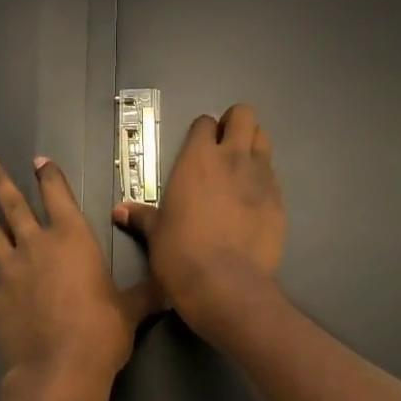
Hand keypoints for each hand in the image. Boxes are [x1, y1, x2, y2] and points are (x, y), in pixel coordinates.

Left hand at [0, 156, 154, 400]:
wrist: (61, 369)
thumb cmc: (102, 332)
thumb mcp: (133, 310)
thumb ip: (147, 294)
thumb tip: (172, 289)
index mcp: (72, 240)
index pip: (58, 197)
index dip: (49, 177)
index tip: (38, 161)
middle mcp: (37, 247)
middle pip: (15, 207)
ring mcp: (9, 273)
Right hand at [113, 103, 285, 330]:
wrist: (226, 284)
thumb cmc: (181, 254)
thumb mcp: (156, 233)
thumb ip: (142, 216)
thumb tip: (119, 211)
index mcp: (198, 159)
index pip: (205, 123)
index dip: (202, 132)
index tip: (198, 148)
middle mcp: (232, 158)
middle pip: (244, 115)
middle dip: (235, 124)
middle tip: (225, 146)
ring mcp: (261, 177)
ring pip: (264, 140)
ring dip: (253, 146)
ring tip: (241, 170)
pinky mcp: (280, 200)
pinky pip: (274, 177)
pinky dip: (264, 181)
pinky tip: (254, 202)